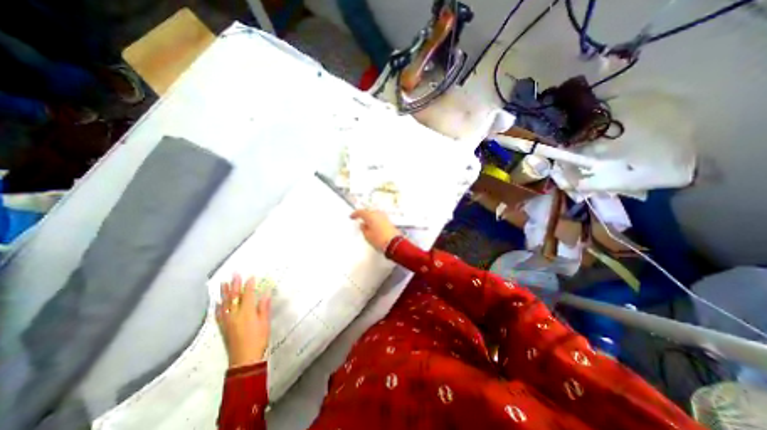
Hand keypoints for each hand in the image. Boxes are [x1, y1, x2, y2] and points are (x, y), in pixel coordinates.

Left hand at [216, 274, 271, 367]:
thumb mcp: (265, 323)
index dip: (249, 285)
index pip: (247, 295)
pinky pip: (219, 315)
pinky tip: (218, 302)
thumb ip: (263, 307)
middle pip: (234, 297)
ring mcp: (227, 321)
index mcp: (246, 312)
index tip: (251, 276)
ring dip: (224, 292)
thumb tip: (265, 293)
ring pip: (225, 304)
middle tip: (234, 274)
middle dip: (234, 284)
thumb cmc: (258, 339)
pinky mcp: (223, 328)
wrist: (244, 359)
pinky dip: (218, 306)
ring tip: (223, 283)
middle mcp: (235, 314)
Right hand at [351, 211, 402, 253]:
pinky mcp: (389, 221)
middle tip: (359, 218)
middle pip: (368, 211)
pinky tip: (373, 224)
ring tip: (366, 222)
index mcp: (370, 216)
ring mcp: (384, 217)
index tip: (352, 216)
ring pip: (375, 214)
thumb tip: (363, 225)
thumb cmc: (379, 239)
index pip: (361, 212)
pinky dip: (375, 219)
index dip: (355, 214)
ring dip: (370, 217)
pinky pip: (379, 217)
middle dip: (363, 214)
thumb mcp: (367, 236)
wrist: (393, 243)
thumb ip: (363, 228)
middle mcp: (377, 214)